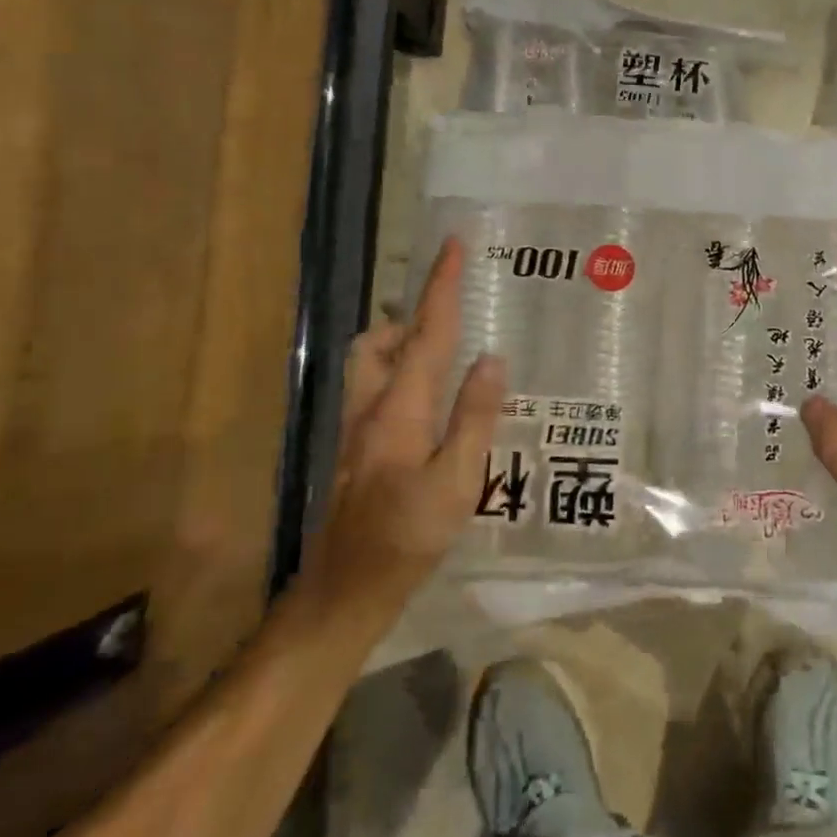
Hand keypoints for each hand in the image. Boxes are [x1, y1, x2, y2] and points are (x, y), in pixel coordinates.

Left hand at [311, 237, 505, 625]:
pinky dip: (401, 375)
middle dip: (412, 317)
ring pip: (371, 364)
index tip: (453, 245)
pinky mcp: (355, 449)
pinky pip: (376, 389)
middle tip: (454, 321)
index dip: (441, 286)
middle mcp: (371, 407)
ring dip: (402, 345)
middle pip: (380, 340)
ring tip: (446, 360)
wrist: (345, 592)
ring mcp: (356, 429)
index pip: (426, 333)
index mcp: (400, 408)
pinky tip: (432, 407)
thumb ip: (474, 417)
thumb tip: (491, 359)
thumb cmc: (407, 538)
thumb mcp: (457, 482)